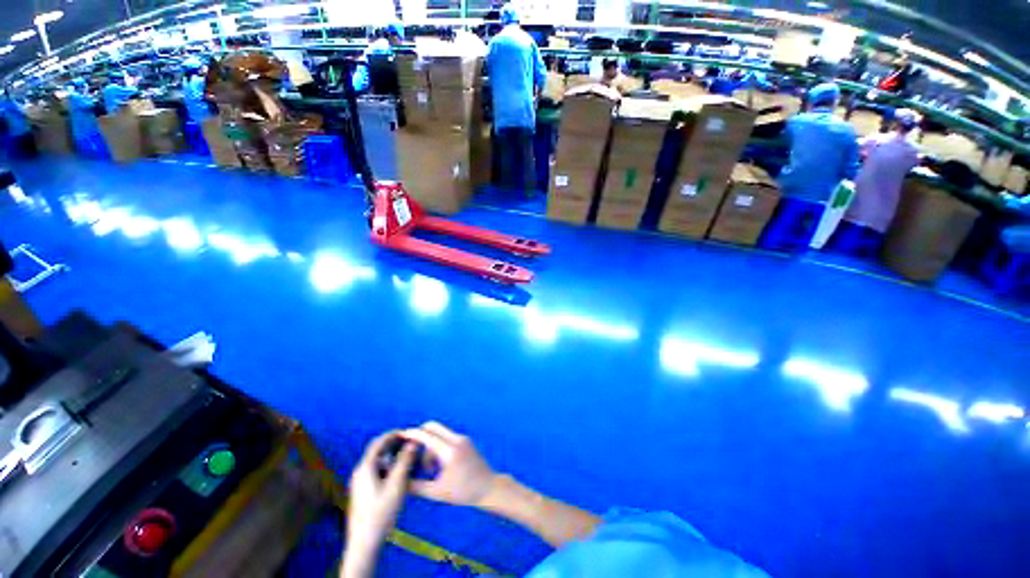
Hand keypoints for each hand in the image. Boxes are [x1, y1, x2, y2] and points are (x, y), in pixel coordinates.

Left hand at [341, 431, 416, 577]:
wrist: (364, 542)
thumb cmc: (381, 511)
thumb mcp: (397, 484)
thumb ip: (405, 461)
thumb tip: (413, 442)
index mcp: (366, 467)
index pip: (379, 442)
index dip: (394, 434)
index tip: (408, 432)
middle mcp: (360, 472)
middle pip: (377, 451)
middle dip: (393, 444)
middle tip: (410, 443)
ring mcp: (359, 483)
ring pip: (377, 462)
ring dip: (392, 456)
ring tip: (407, 458)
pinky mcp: (362, 492)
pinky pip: (376, 471)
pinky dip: (388, 467)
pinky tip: (399, 475)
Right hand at [401, 422, 495, 506]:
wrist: (488, 488)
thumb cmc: (463, 492)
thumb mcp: (437, 492)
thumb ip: (416, 486)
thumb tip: (400, 482)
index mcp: (450, 451)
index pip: (428, 436)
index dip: (413, 434)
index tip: (401, 434)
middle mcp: (457, 439)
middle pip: (434, 427)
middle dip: (420, 435)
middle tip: (412, 450)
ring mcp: (463, 438)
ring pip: (440, 433)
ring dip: (430, 445)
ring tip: (429, 470)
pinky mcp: (466, 441)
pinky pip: (447, 438)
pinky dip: (438, 447)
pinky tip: (438, 466)